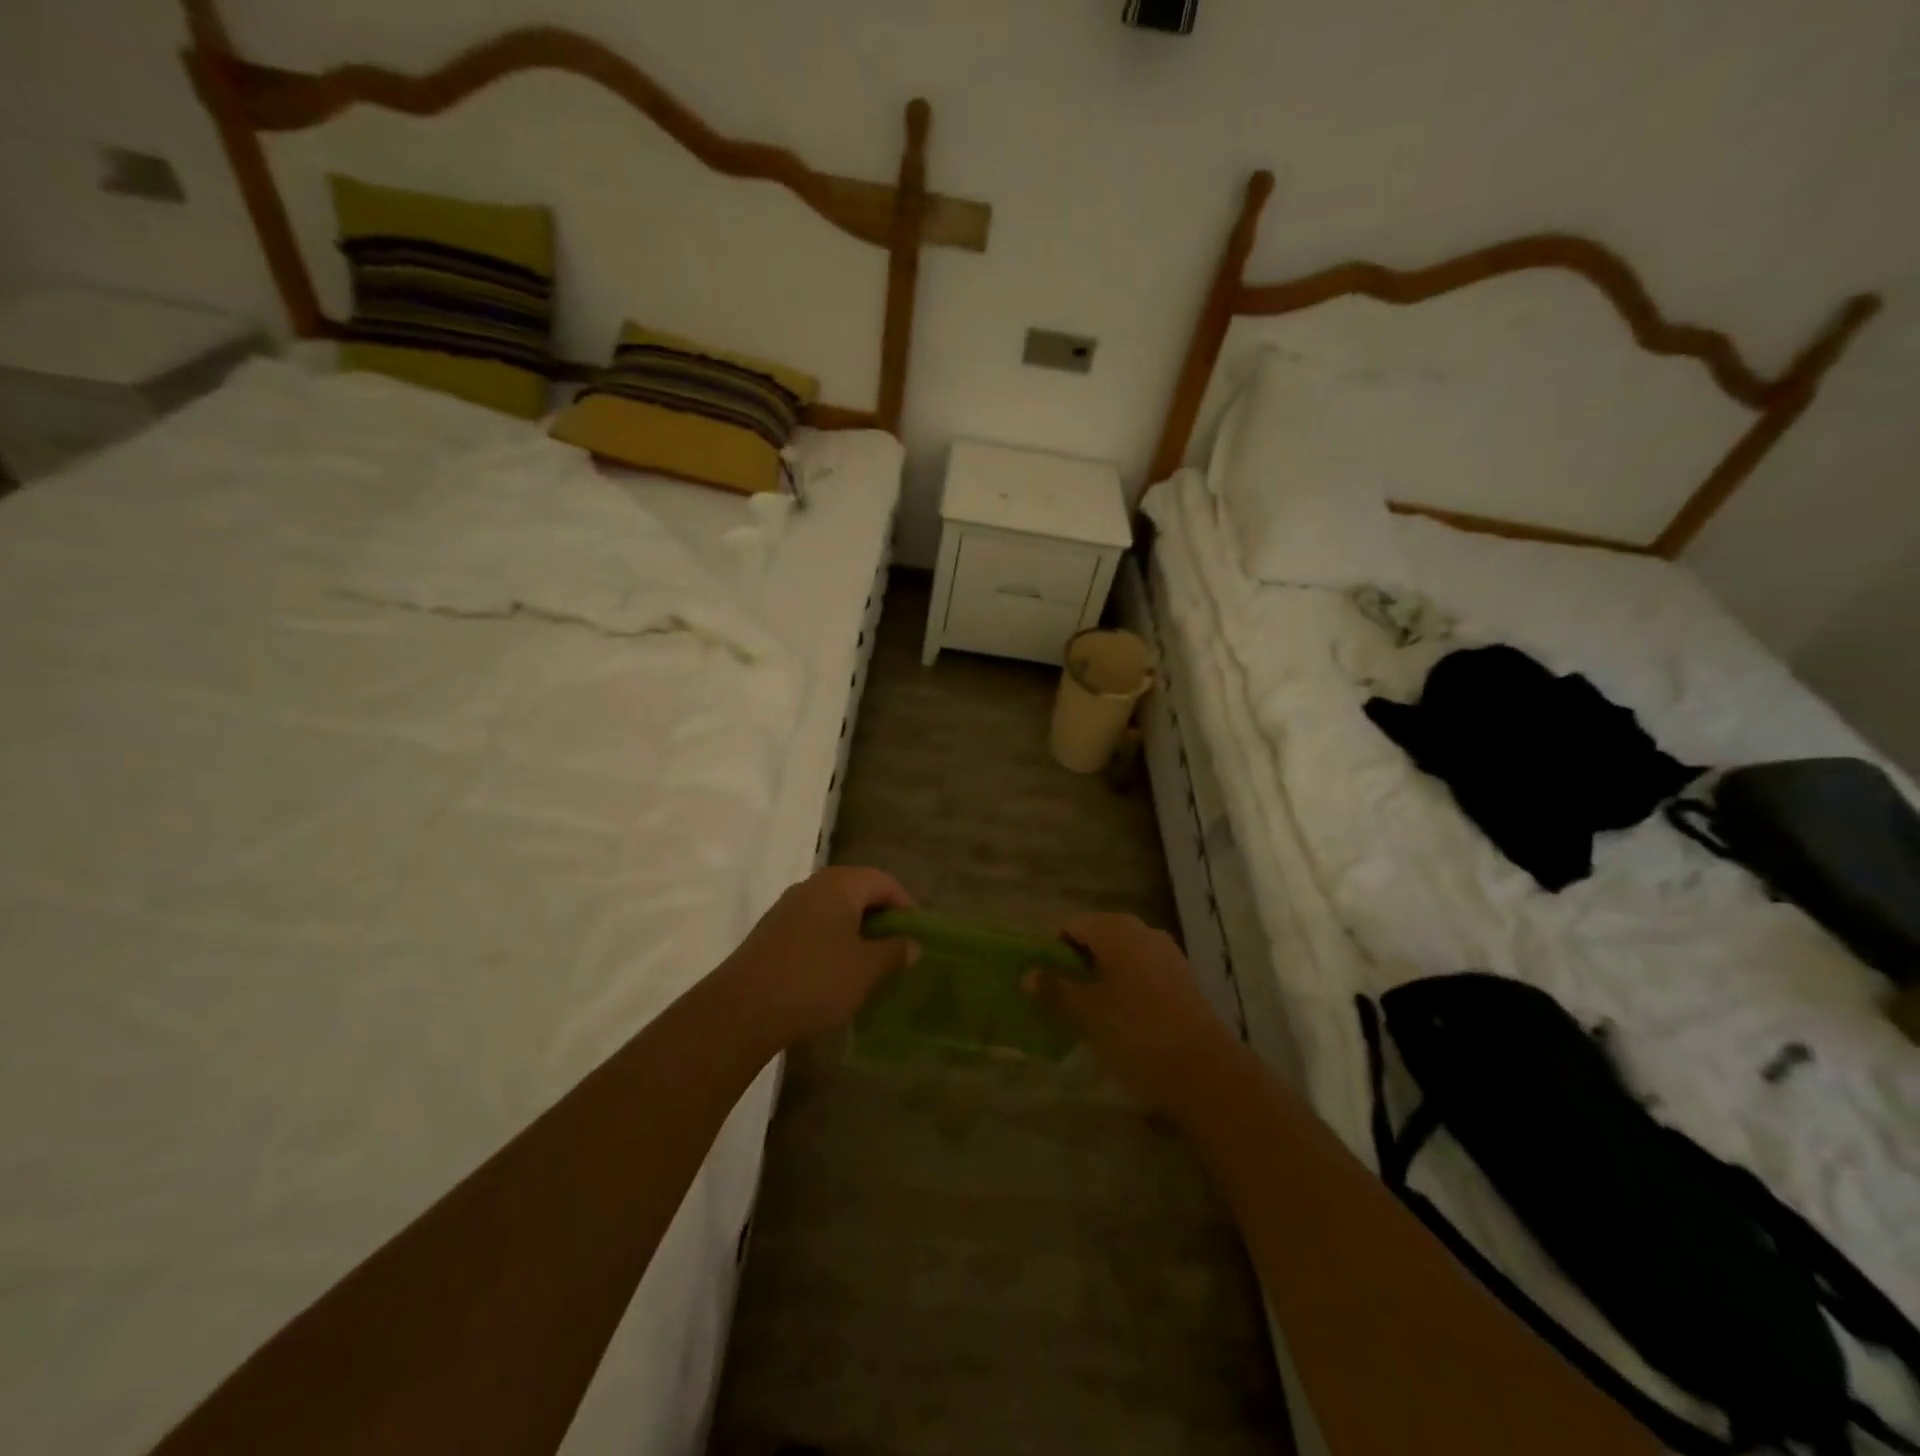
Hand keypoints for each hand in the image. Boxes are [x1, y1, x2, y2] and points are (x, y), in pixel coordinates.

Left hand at [720, 867, 919, 1048]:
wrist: (742, 1008)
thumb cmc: (815, 980)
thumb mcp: (866, 969)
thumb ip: (894, 952)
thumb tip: (912, 944)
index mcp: (841, 884)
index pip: (885, 882)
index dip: (906, 906)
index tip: (917, 936)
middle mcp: (813, 885)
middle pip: (858, 891)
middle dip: (880, 918)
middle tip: (896, 949)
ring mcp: (788, 907)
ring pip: (834, 910)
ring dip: (855, 931)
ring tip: (868, 963)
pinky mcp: (771, 931)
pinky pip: (813, 926)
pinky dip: (831, 941)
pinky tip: (834, 972)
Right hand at [1027, 912, 1239, 1114]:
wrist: (1205, 1072)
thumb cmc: (1135, 1033)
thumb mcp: (1086, 1014)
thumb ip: (1055, 990)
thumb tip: (1028, 974)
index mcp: (1116, 930)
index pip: (1074, 926)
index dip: (1054, 950)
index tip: (1044, 980)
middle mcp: (1143, 932)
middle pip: (1099, 938)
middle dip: (1078, 963)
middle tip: (1062, 997)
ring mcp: (1167, 956)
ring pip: (1122, 957)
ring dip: (1103, 976)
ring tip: (1088, 1011)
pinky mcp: (1183, 981)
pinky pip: (1143, 973)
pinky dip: (1126, 988)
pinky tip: (1120, 1019)